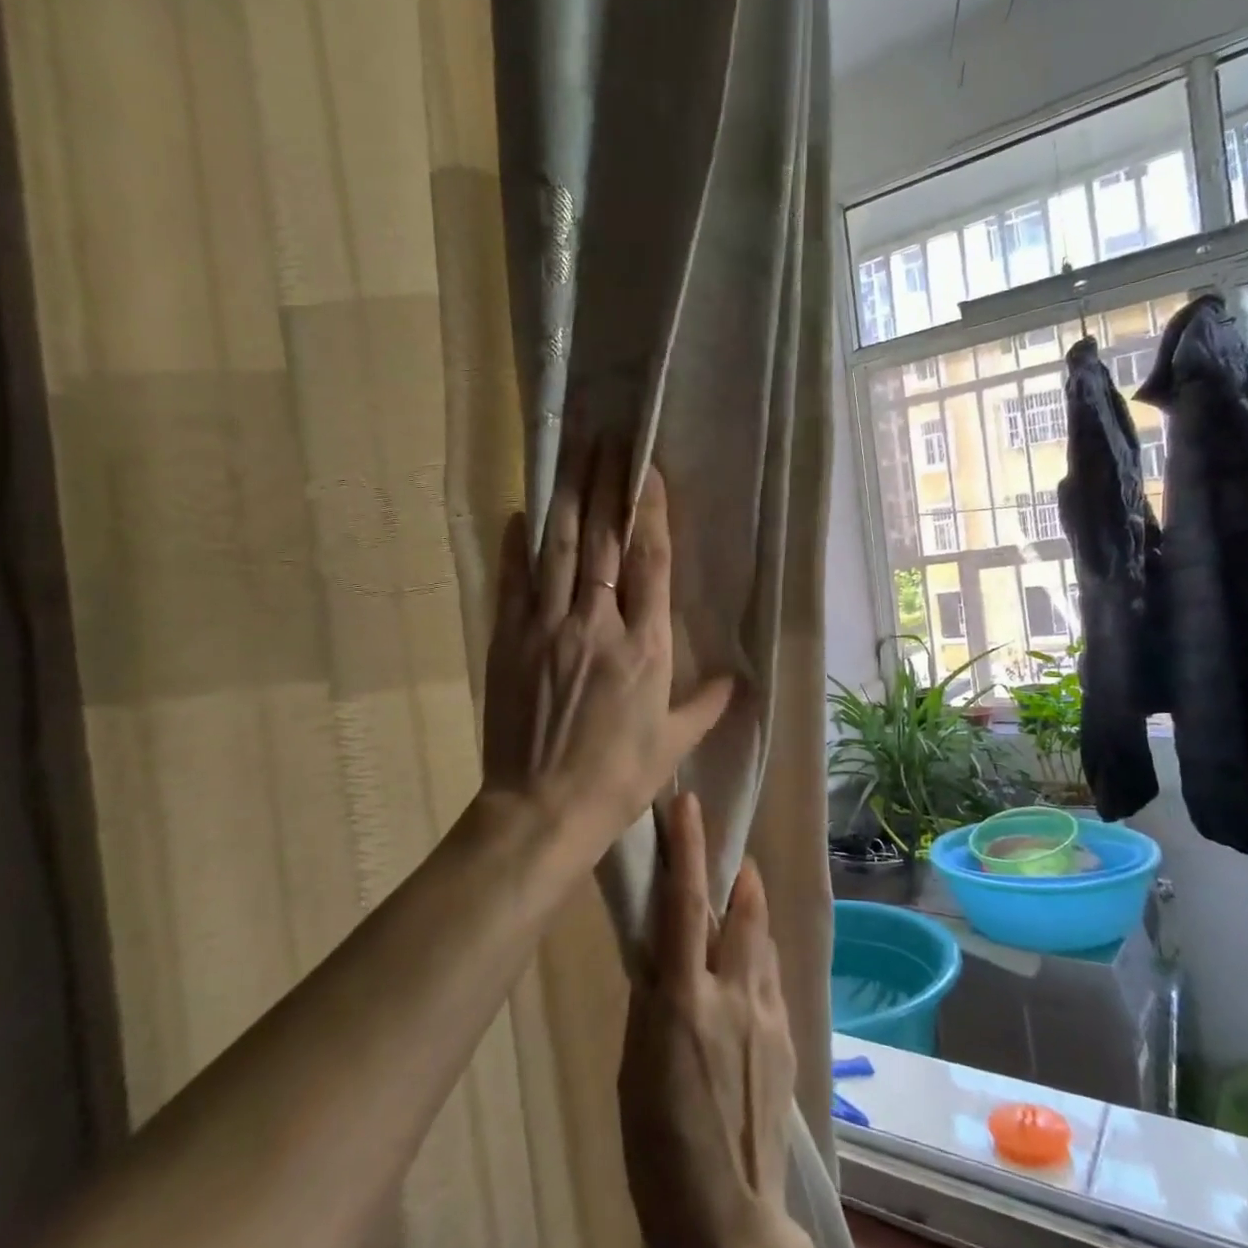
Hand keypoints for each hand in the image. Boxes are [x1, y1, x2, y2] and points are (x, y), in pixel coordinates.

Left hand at [481, 441, 732, 862]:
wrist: (542, 809)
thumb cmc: (617, 778)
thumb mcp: (673, 745)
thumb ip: (706, 705)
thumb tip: (738, 680)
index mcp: (644, 647)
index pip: (649, 562)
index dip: (649, 510)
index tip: (648, 469)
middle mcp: (596, 624)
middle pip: (602, 541)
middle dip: (606, 485)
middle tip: (607, 438)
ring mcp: (547, 628)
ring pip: (558, 549)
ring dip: (566, 498)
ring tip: (571, 455)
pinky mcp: (509, 640)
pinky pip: (513, 581)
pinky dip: (517, 545)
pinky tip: (520, 514)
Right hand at [619, 793, 797, 1247]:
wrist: (727, 1217)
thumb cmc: (657, 1145)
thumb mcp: (635, 1064)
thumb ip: (653, 998)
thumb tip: (661, 952)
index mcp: (685, 1000)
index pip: (686, 904)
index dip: (688, 848)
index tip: (688, 804)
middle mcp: (734, 994)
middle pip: (744, 910)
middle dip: (737, 873)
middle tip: (728, 856)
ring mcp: (768, 1015)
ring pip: (763, 940)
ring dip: (751, 912)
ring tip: (741, 901)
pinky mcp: (788, 1037)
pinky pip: (772, 977)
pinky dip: (759, 958)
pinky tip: (748, 971)